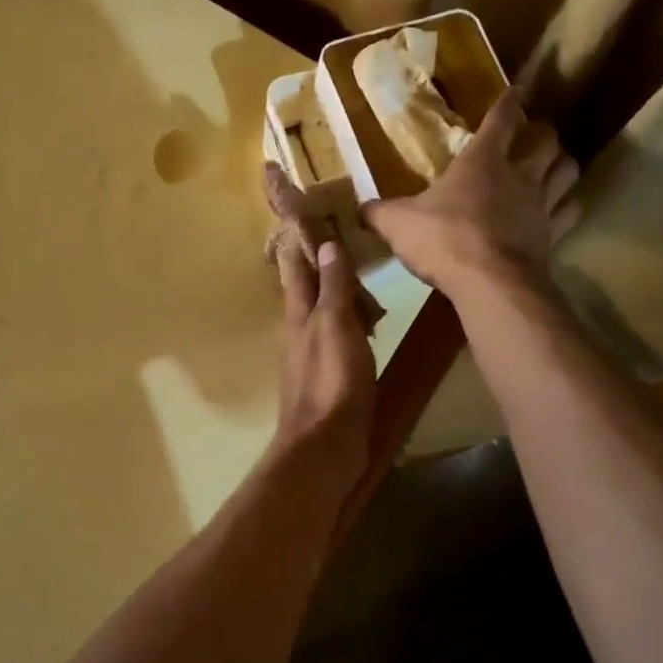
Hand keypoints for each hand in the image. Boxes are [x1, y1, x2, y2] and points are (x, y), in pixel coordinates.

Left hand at [272, 238, 375, 486]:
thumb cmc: (331, 380)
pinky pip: (339, 339)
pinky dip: (350, 324)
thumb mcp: (334, 326)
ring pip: (323, 314)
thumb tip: (326, 245)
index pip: (296, 269)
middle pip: (307, 291)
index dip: (300, 244)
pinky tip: (366, 325)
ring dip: (336, 294)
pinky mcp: (331, 378)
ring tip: (357, 276)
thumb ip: (333, 287)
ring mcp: (314, 356)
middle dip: (318, 265)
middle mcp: (301, 332)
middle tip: (338, 240)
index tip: (305, 218)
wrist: (326, 444)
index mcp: (299, 315)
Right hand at [363, 86, 579, 300]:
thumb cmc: (443, 240)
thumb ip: (379, 213)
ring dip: (562, 164)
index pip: (501, 120)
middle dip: (542, 133)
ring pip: (567, 170)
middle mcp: (518, 175)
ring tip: (553, 166)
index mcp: (480, 162)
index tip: (515, 91)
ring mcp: (541, 205)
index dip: (508, 103)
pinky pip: (570, 212)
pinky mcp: (553, 235)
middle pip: (546, 140)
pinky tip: (560, 209)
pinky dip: (568, 206)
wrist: (489, 283)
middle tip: (534, 135)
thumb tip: (360, 209)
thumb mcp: (397, 224)